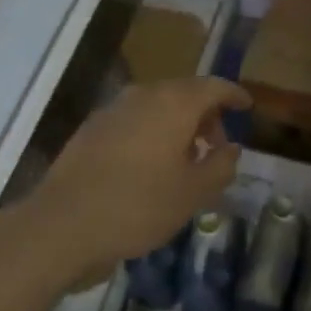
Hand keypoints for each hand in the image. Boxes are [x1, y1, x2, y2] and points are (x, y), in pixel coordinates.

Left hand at [27, 76, 251, 283]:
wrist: (63, 224)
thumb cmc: (139, 206)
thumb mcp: (193, 193)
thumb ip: (220, 165)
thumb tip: (231, 148)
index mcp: (173, 103)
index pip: (213, 86)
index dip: (234, 95)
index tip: (247, 107)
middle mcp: (143, 96)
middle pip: (184, 93)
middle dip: (206, 115)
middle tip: (217, 146)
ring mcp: (113, 110)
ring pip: (157, 107)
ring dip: (177, 126)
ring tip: (186, 161)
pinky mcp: (91, 129)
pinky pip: (134, 121)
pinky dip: (152, 134)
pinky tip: (151, 167)